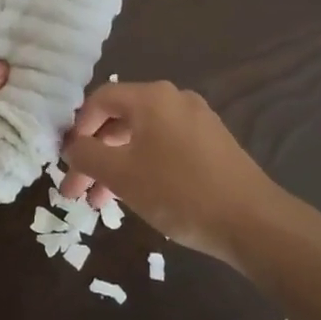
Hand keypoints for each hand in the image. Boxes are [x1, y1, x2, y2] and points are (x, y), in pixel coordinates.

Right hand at [60, 81, 291, 268]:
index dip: (77, 129)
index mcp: (152, 98)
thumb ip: (87, 156)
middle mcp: (175, 99)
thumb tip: (71, 146)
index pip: (100, 100)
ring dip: (117, 166)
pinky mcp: (213, 145)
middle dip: (95, 156)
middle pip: (121, 120)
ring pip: (142, 137)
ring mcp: (198, 121)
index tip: (67, 162)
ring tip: (103, 204)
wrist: (253, 222)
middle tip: (78, 191)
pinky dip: (143, 166)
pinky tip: (138, 196)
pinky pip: (165, 147)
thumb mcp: (122, 175)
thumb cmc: (179, 191)